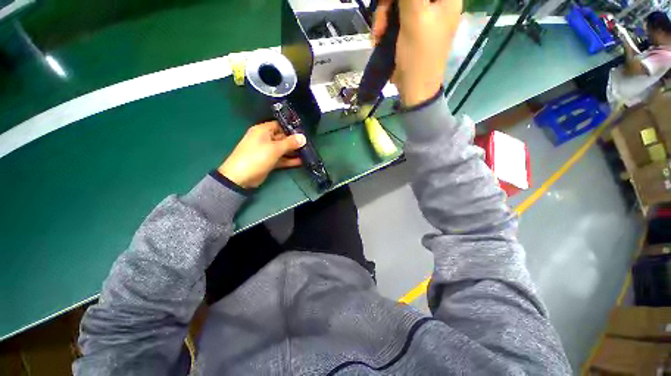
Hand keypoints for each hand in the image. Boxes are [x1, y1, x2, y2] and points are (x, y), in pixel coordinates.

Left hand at [218, 121, 305, 188]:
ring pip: (283, 149)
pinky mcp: (269, 161)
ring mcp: (267, 151)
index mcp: (263, 130)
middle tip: (309, 144)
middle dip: (295, 141)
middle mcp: (265, 139)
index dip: (291, 128)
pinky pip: (281, 158)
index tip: (304, 132)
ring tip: (307, 153)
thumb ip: (290, 143)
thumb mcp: (274, 149)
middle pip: (282, 137)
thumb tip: (303, 137)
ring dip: (293, 152)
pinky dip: (289, 160)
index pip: (279, 125)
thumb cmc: (256, 157)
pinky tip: (300, 162)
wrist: (241, 177)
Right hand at [373, 0, 461, 106]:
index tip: (389, 3)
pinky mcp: (410, 27)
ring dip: (384, 16)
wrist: (414, 89)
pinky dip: (384, 25)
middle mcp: (436, 2)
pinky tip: (379, 38)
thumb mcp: (415, 18)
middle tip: (381, 22)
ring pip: (398, 3)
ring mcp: (422, 15)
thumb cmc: (419, 56)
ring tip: (378, 35)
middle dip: (389, 4)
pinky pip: (394, 16)